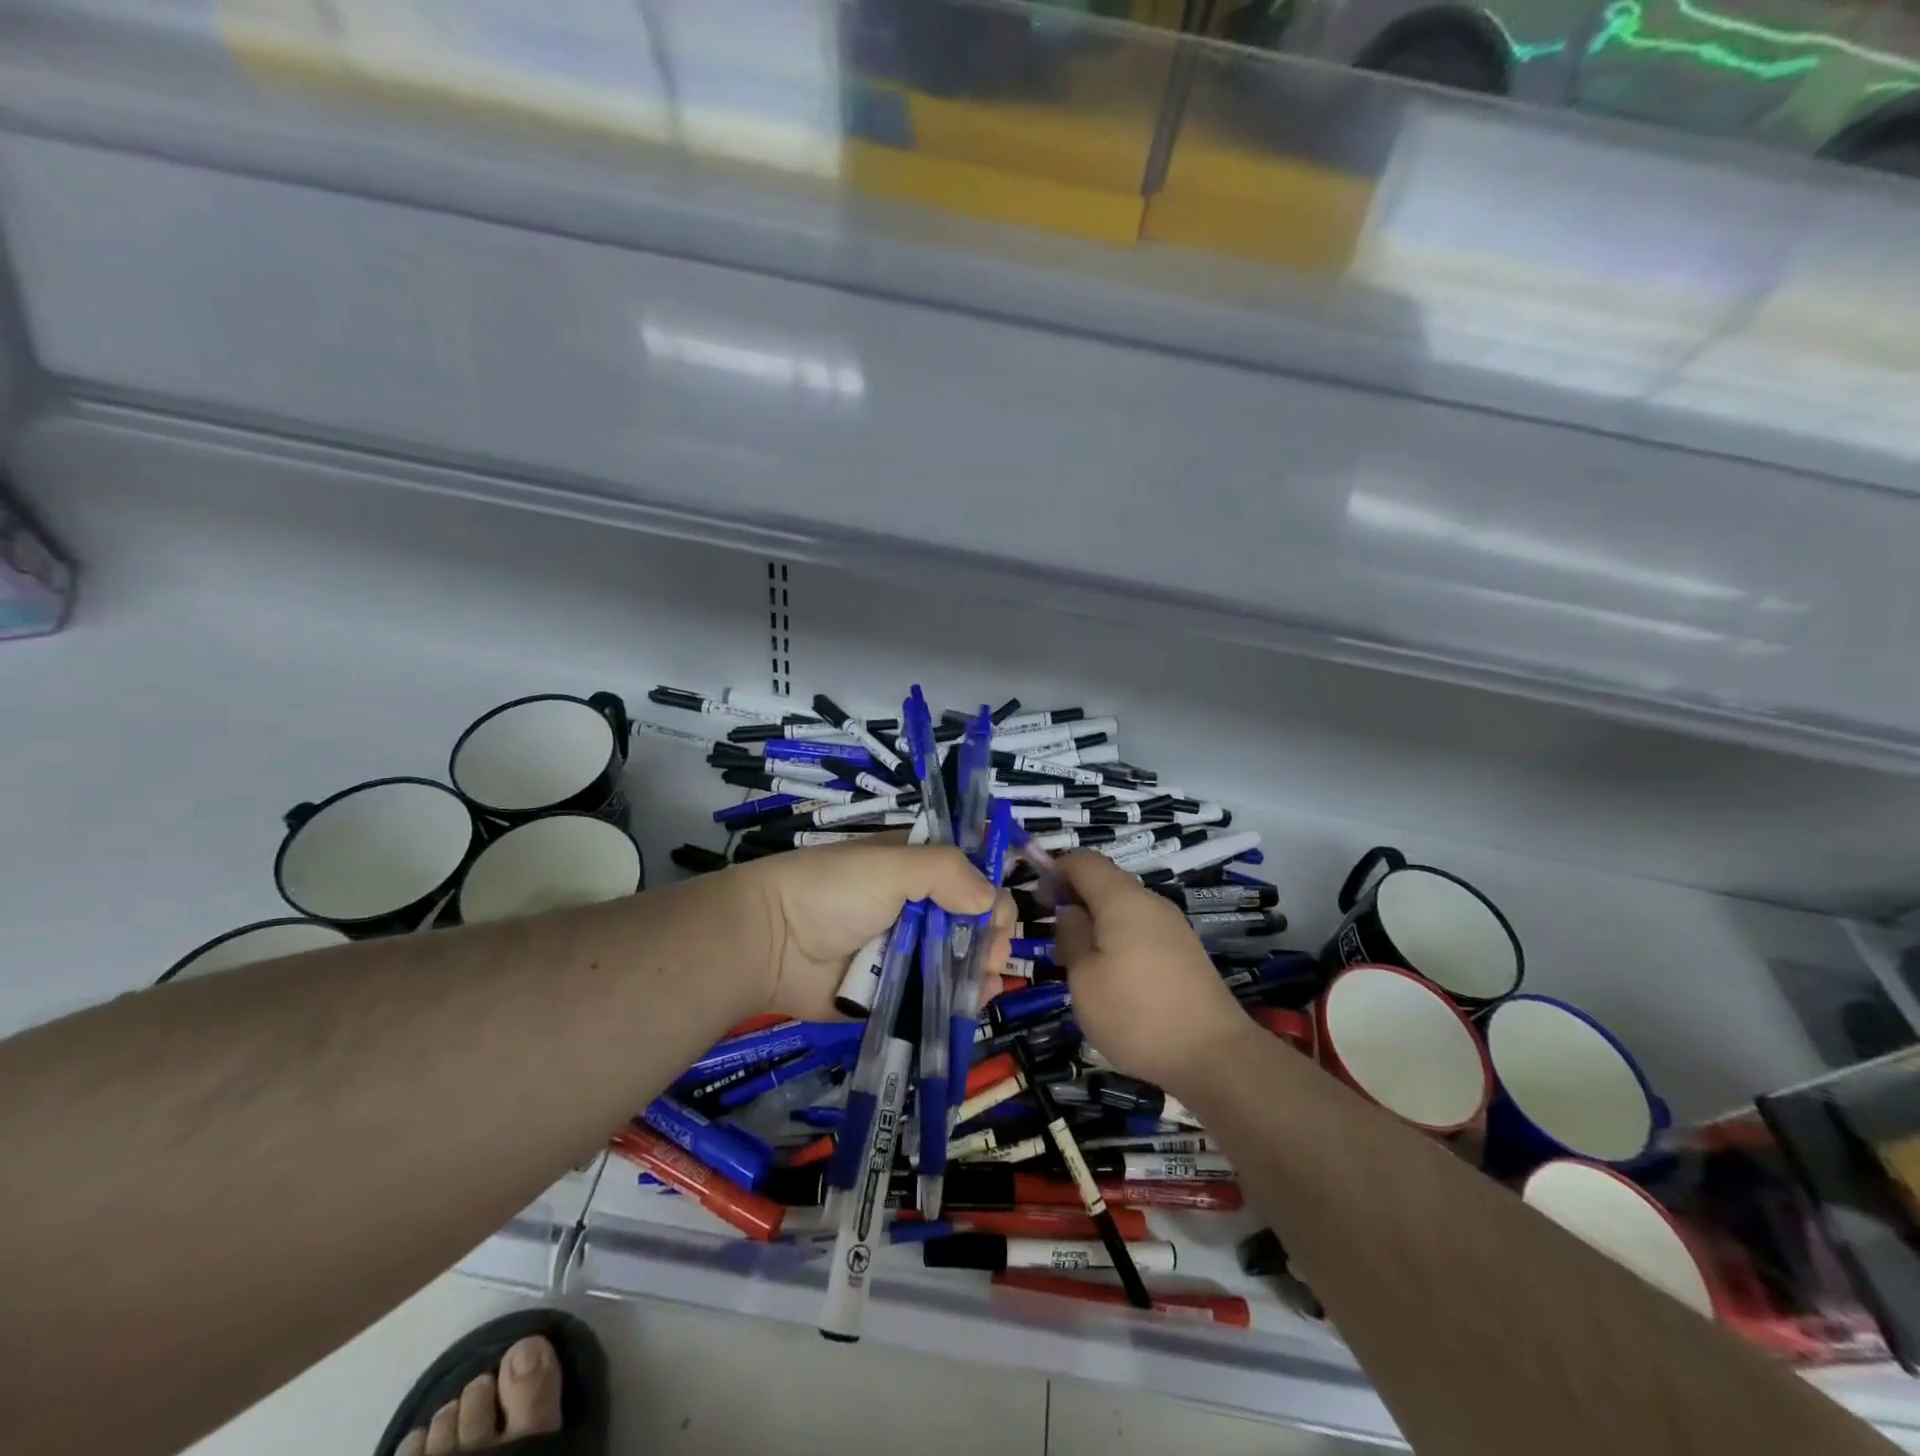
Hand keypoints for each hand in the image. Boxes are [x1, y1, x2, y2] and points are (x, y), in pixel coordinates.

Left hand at [730, 843, 1014, 1020]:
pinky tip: (973, 1003)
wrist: (769, 943)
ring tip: (985, 984)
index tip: (993, 919)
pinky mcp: (893, 992)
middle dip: (990, 939)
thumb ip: (946, 872)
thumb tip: (992, 902)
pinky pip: (935, 996)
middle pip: (971, 923)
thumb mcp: (890, 865)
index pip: (970, 877)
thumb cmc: (832, 891)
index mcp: (916, 869)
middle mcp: (916, 908)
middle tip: (990, 957)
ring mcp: (905, 953)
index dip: (989, 895)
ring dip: (981, 972)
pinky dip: (958, 1000)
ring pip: (959, 962)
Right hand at [1053, 851, 1253, 1092]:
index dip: (1055, 870)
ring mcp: (1173, 927)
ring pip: (1124, 908)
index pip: (1083, 861)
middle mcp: (1150, 902)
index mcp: (1122, 899)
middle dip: (1075, 899)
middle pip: (1106, 882)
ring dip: (1098, 923)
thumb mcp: (1083, 979)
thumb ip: (1071, 936)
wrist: (1214, 1056)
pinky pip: (1142, 929)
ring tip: (1082, 964)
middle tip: (1056, 939)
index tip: (1038, 901)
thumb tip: (1070, 912)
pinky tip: (1115, 978)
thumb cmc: (1136, 1014)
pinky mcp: (1185, 952)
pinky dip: (1120, 939)